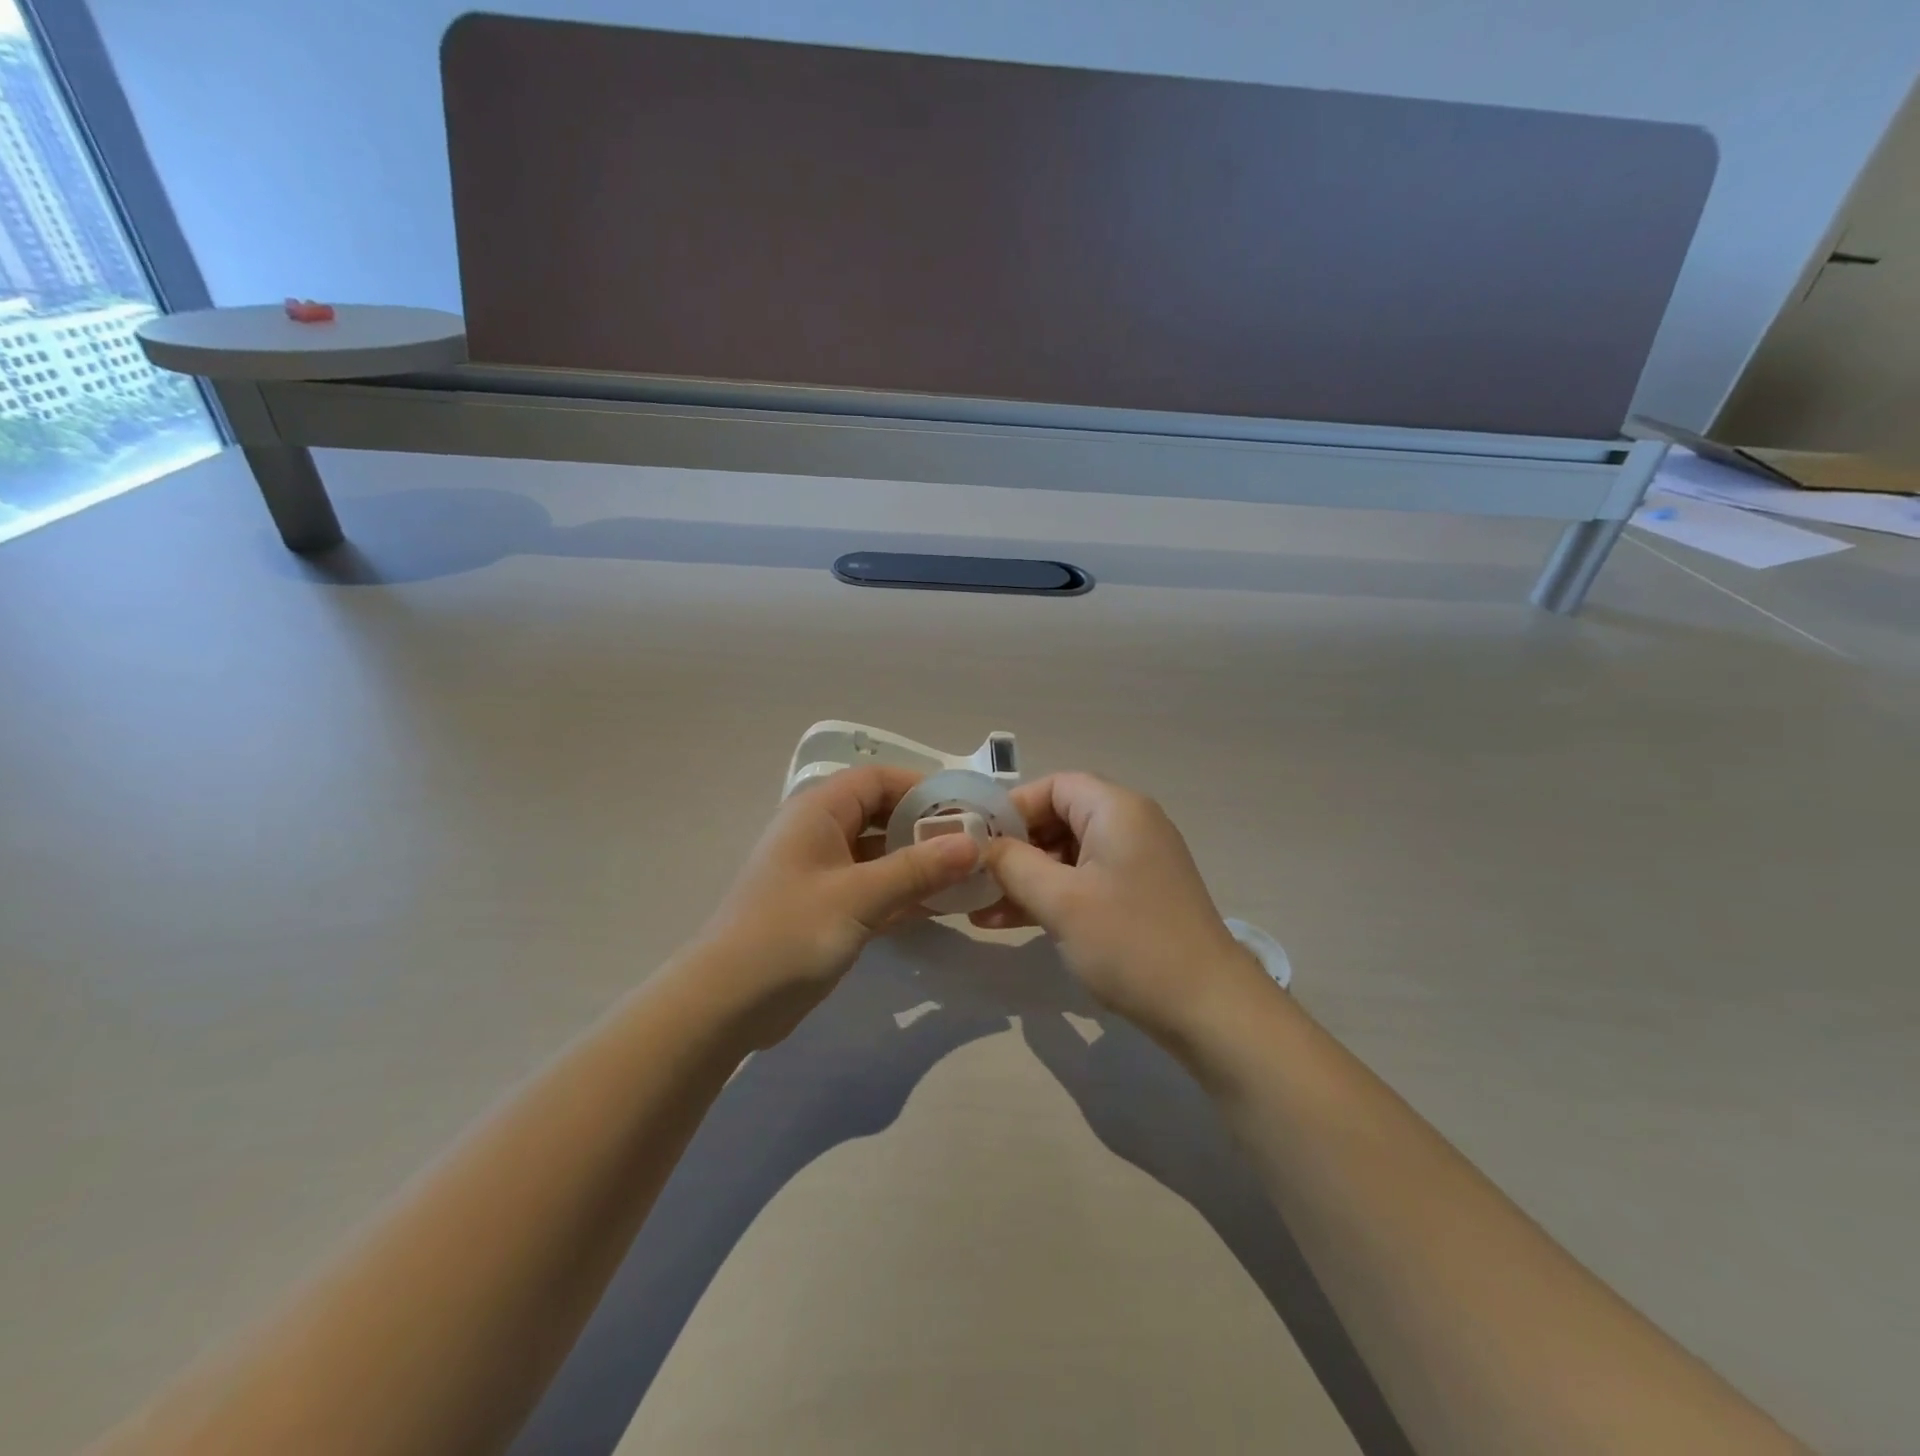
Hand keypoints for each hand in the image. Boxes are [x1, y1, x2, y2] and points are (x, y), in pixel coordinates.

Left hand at [691, 767, 981, 1045]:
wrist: (726, 1004)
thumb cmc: (790, 933)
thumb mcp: (859, 896)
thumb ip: (917, 868)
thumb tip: (972, 843)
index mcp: (818, 811)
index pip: (877, 779)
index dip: (922, 788)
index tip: (966, 810)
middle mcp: (820, 833)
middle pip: (881, 815)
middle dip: (926, 828)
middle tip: (975, 846)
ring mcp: (822, 873)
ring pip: (880, 855)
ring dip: (919, 864)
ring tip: (968, 877)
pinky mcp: (826, 908)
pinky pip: (873, 888)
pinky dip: (903, 893)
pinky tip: (940, 907)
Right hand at [975, 773, 1268, 1040]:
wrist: (1208, 1008)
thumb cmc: (1130, 943)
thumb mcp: (1060, 901)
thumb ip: (1014, 864)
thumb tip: (982, 846)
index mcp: (1117, 809)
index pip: (1054, 786)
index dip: (1012, 808)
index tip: (977, 841)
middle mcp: (1130, 825)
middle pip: (1059, 818)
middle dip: (1014, 847)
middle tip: (975, 876)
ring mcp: (1136, 862)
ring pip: (1068, 854)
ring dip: (1026, 877)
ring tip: (979, 907)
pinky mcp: (1137, 895)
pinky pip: (1084, 881)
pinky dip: (1050, 895)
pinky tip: (1008, 921)